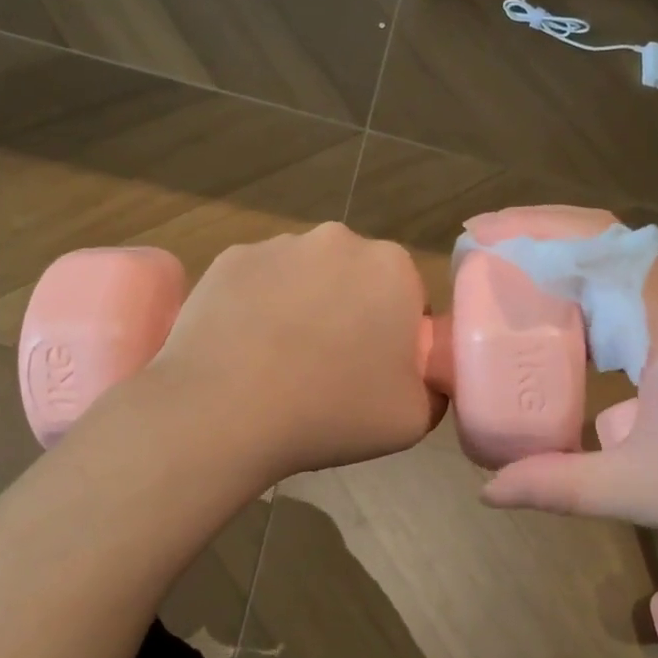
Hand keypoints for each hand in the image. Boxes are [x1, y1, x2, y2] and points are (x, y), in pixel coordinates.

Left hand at [149, 223, 442, 488]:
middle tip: (328, 369)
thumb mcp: (414, 417)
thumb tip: (417, 371)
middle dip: (350, 312)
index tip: (374, 373)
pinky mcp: (229, 258)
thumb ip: (433, 385)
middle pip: (356, 279)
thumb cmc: (331, 412)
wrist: (224, 413)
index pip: (407, 299)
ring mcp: (278, 244)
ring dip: (302, 306)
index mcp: (392, 268)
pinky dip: (256, 306)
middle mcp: (338, 239)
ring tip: (278, 363)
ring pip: (304, 276)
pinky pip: (257, 281)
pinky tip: (243, 349)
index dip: (395, 338)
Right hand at [478, 212, 657, 569]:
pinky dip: (588, 294)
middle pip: (599, 240)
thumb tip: (486, 490)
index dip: (526, 230)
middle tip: (478, 255)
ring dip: (564, 262)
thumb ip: (558, 485)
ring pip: (618, 266)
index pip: (588, 242)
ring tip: (508, 279)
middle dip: (535, 236)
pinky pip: (632, 297)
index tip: (473, 236)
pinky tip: (565, 327)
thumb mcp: (643, 490)